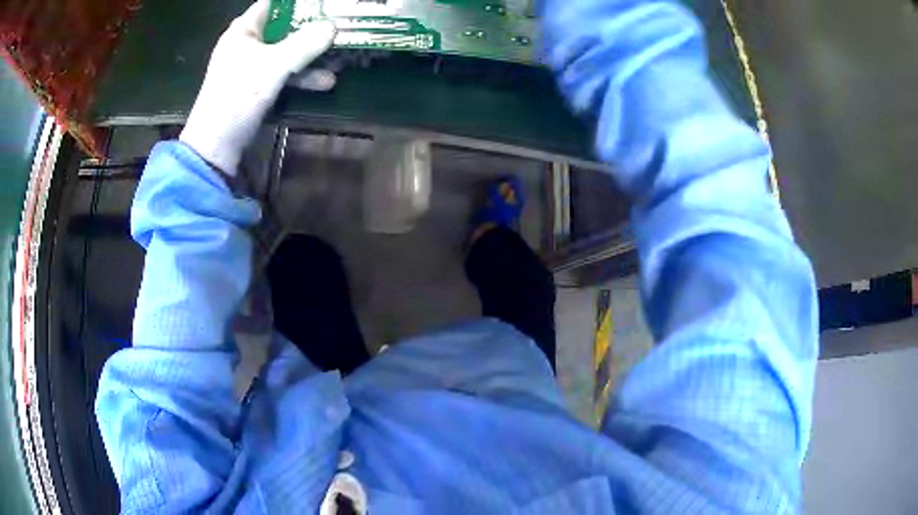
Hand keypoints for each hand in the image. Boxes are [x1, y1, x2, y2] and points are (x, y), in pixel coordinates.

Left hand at [180, 0, 335, 174]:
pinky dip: (302, 76)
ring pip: (287, 52)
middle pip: (284, 27)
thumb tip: (334, 26)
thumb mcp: (274, 65)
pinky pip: (284, 74)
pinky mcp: (256, 88)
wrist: (216, 146)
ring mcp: (251, 67)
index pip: (273, 4)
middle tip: (338, 26)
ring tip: (340, 58)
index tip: (323, 4)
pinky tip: (325, 82)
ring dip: (312, 56)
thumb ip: (305, 44)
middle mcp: (247, 44)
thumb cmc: (237, 96)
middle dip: (312, 29)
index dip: (298, 3)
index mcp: (243, 31)